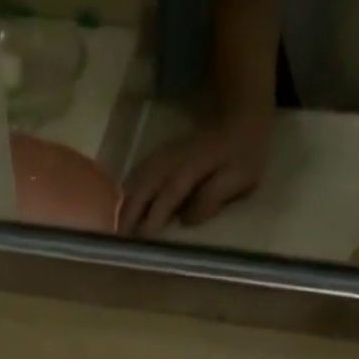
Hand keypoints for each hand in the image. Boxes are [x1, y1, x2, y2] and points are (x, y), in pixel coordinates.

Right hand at [121, 109, 273, 235]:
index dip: (154, 217)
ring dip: (125, 202)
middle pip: (145, 187)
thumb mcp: (240, 178)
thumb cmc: (243, 155)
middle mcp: (173, 160)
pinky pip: (139, 172)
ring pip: (138, 179)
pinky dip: (128, 189)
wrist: (241, 117)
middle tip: (119, 241)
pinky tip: (121, 205)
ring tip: (115, 227)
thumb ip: (214, 196)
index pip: (168, 195)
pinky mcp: (162, 156)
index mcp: (193, 167)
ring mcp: (165, 155)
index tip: (141, 241)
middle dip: (130, 213)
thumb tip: (188, 220)